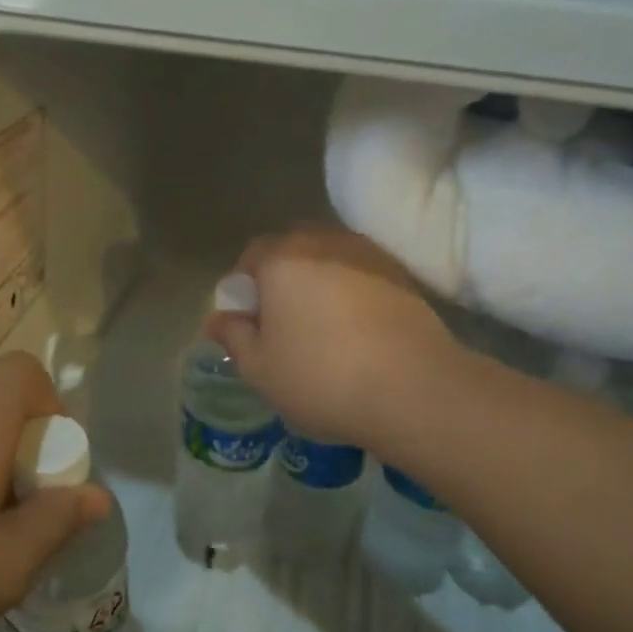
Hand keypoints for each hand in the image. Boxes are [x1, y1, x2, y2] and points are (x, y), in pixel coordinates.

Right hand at [208, 225, 459, 450]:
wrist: (415, 389)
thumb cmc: (322, 378)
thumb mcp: (260, 369)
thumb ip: (234, 336)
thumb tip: (217, 318)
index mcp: (282, 259)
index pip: (250, 256)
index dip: (244, 288)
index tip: (248, 324)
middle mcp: (324, 242)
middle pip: (291, 250)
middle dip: (280, 279)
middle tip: (282, 324)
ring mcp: (367, 254)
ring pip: (328, 259)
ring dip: (317, 283)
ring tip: (321, 327)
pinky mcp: (401, 274)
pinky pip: (360, 274)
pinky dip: (350, 292)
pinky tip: (355, 330)